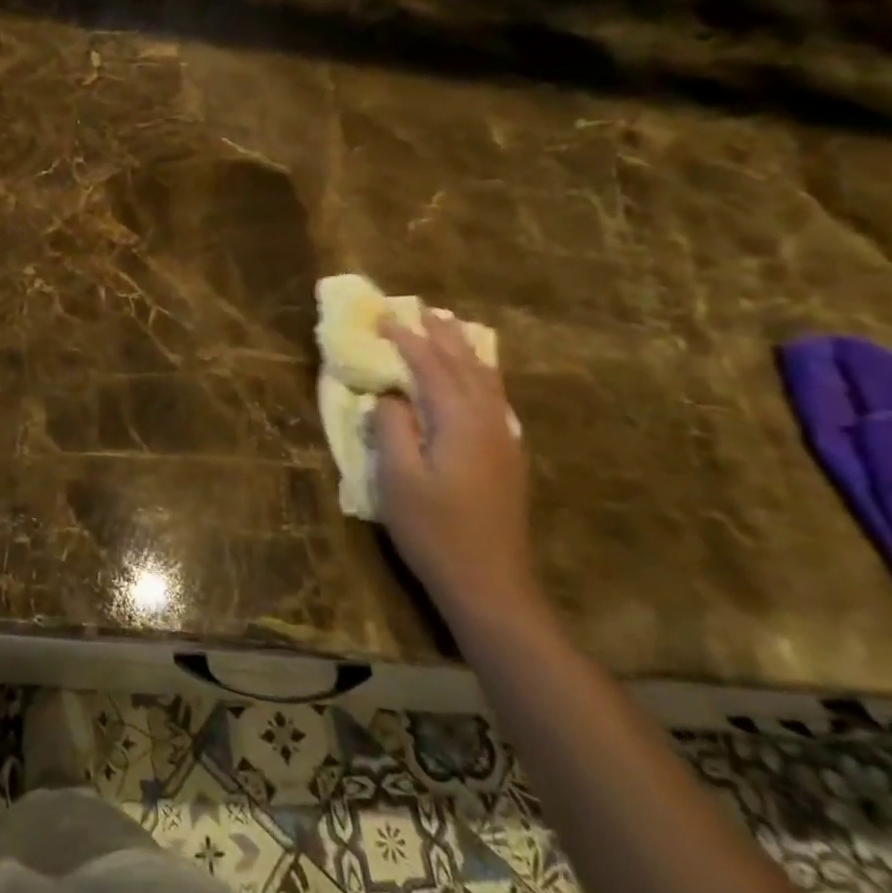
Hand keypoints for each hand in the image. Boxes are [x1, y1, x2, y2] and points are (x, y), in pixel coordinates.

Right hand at [375, 311, 538, 627]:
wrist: (490, 584)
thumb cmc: (434, 530)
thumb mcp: (398, 478)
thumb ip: (392, 427)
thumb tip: (389, 394)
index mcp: (459, 422)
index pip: (431, 367)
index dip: (407, 340)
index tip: (384, 317)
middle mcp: (488, 422)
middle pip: (465, 366)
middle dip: (441, 335)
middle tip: (421, 308)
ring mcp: (503, 440)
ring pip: (486, 380)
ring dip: (464, 350)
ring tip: (451, 328)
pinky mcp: (506, 458)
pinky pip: (494, 398)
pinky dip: (480, 374)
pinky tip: (476, 377)